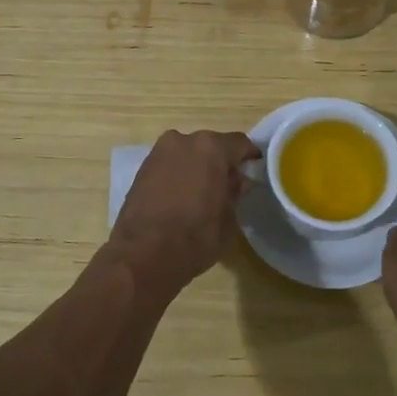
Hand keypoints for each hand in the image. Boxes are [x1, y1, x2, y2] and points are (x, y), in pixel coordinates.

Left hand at [108, 129, 260, 293]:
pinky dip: (178, 174)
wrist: (142, 255)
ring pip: (187, 154)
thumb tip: (236, 182)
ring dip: (197, 167)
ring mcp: (159, 152)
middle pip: (210, 146)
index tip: (254, 170)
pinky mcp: (142, 168)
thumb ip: (234, 193)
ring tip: (203, 193)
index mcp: (210, 148)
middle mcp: (183, 140)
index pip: (239, 143)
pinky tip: (181, 196)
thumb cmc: (194, 237)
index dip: (249, 156)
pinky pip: (169, 164)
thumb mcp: (228, 219)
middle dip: (220, 162)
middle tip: (228, 185)